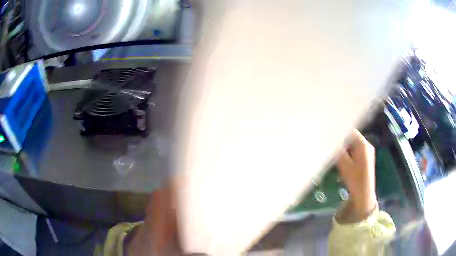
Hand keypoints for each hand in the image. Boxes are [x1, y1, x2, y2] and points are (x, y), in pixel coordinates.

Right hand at [336, 130, 376, 220]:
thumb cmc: (354, 179)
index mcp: (363, 144)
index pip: (350, 130)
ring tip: (335, 151)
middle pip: (352, 136)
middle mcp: (367, 145)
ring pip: (353, 143)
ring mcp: (367, 151)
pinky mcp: (366, 157)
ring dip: (344, 146)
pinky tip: (342, 158)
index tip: (328, 133)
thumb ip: (337, 150)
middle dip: (341, 139)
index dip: (339, 130)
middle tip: (330, 143)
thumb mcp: (344, 164)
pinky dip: (348, 151)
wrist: (364, 194)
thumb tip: (329, 139)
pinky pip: (355, 149)